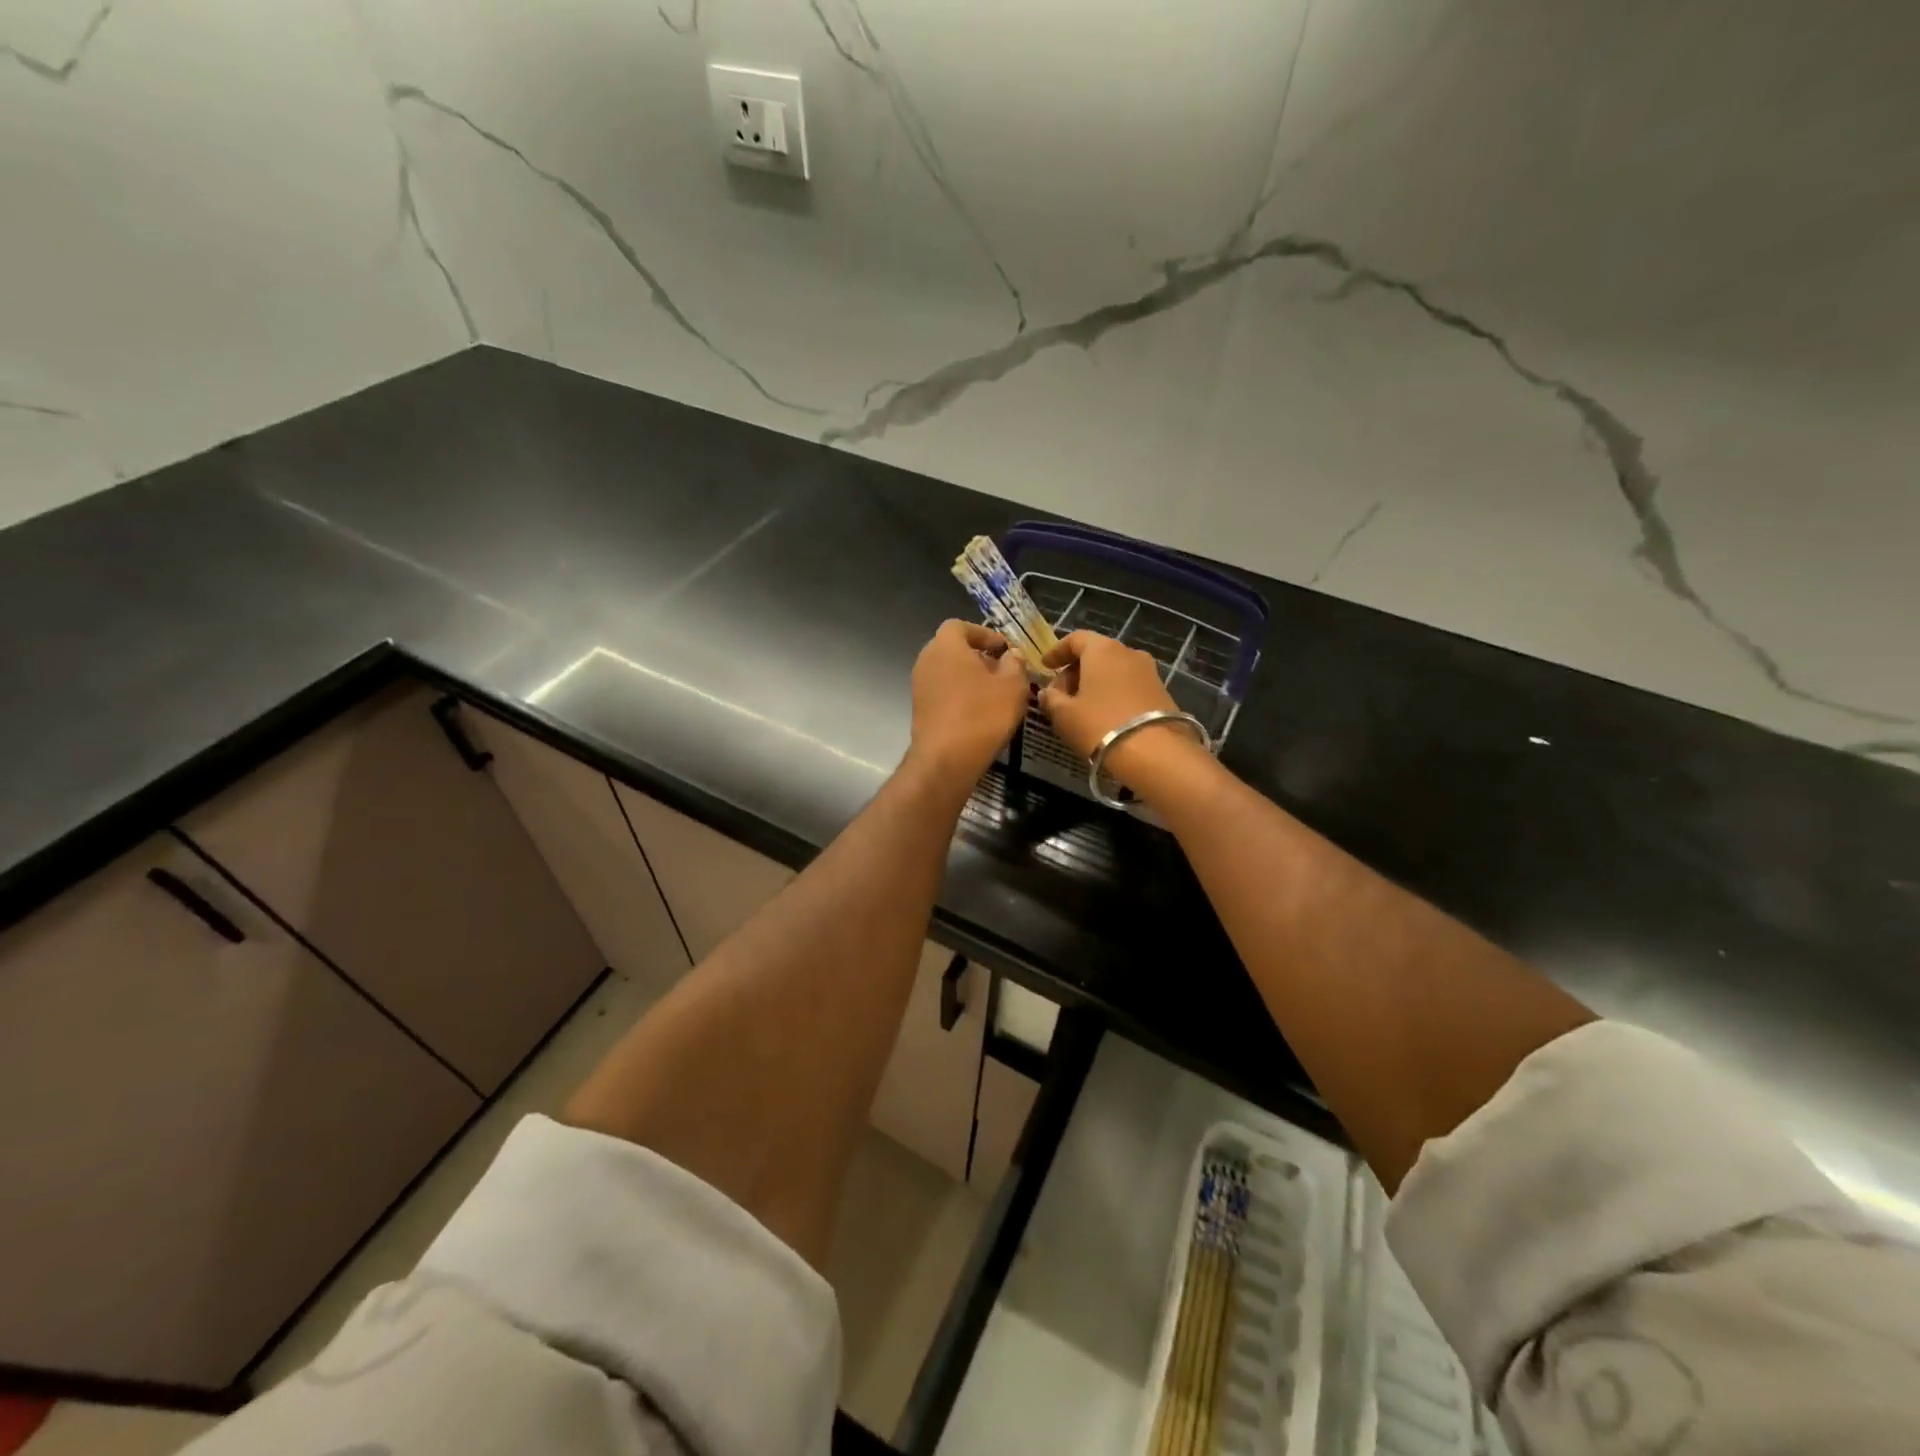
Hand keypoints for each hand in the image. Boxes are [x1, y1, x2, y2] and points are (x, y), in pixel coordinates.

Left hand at [907, 620, 1031, 786]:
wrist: (946, 758)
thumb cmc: (982, 713)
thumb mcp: (1013, 685)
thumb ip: (1015, 663)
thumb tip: (1011, 655)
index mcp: (946, 645)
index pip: (960, 626)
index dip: (983, 633)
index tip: (1003, 648)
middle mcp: (926, 659)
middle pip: (952, 648)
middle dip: (977, 656)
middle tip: (1002, 670)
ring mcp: (919, 685)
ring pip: (947, 671)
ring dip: (969, 677)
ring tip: (994, 693)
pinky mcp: (919, 708)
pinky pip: (942, 691)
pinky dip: (958, 694)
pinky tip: (978, 711)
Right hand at [1038, 632, 1207, 791]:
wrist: (1155, 753)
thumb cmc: (1100, 725)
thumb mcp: (1064, 714)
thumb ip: (1051, 699)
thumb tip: (1047, 692)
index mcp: (1102, 649)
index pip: (1076, 639)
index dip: (1057, 651)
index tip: (1045, 666)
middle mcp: (1129, 653)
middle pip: (1096, 653)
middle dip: (1075, 670)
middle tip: (1060, 693)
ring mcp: (1149, 672)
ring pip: (1114, 670)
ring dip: (1096, 683)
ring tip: (1082, 707)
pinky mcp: (1162, 692)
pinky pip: (1129, 685)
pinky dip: (1113, 693)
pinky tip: (1104, 715)